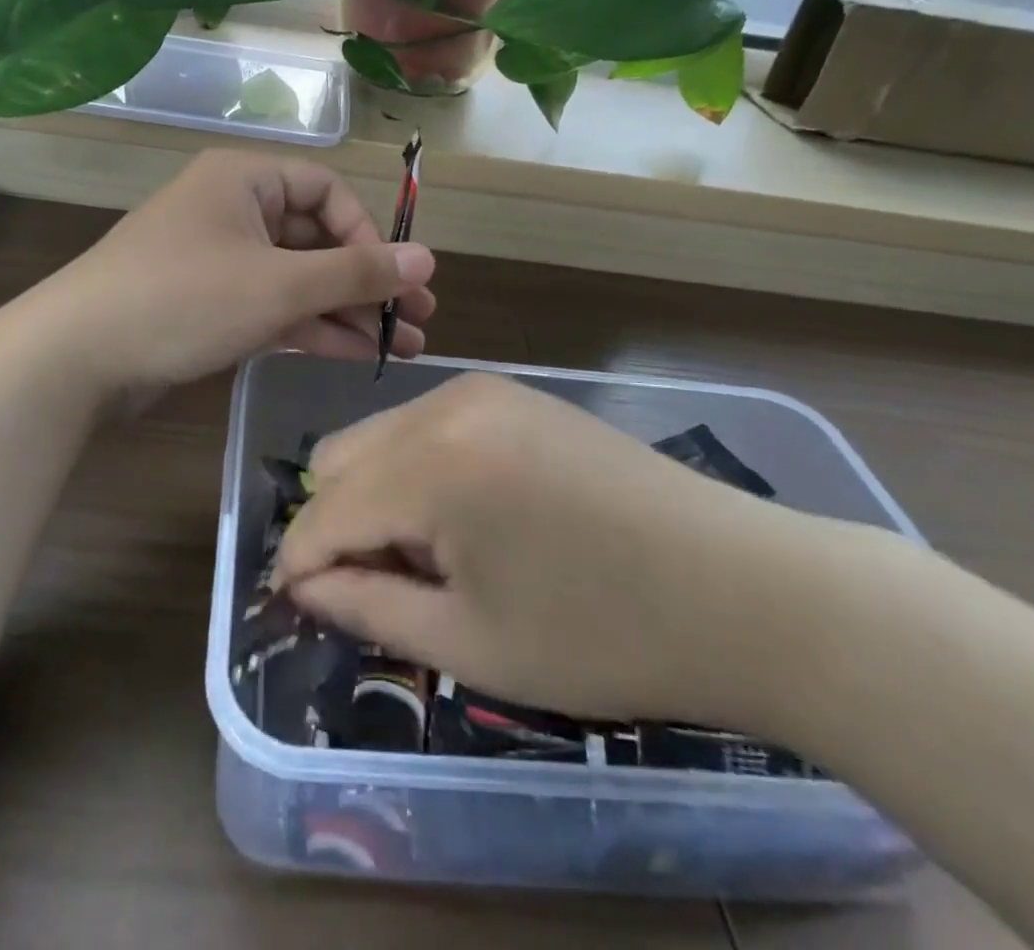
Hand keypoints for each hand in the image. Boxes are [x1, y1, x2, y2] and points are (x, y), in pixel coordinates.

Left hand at [39, 149, 435, 398]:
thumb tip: (429, 260)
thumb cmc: (184, 298)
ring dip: (345, 311)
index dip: (367, 234)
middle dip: (366, 282)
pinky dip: (309, 327)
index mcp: (244, 179)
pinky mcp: (207, 303)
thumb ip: (355, 273)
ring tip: (398, 349)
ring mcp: (218, 259)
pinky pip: (271, 305)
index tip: (395, 280)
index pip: (327, 191)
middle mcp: (232, 210)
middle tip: (416, 322)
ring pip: (296, 278)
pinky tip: (353, 354)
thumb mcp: (279, 284)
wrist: (77, 357)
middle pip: (315, 239)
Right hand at [271, 372, 836, 732]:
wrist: (738, 585)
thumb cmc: (602, 633)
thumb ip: (368, 608)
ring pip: (380, 436)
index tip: (295, 609)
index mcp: (431, 464)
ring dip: (376, 495)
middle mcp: (444, 404)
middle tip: (379, 588)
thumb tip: (305, 588)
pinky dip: (417, 470)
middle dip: (335, 524)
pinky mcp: (512, 393)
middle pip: (338, 457)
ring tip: (429, 558)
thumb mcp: (471, 642)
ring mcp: (481, 390)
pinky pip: (426, 425)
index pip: (324, 511)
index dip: (299, 565)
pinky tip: (467, 519)